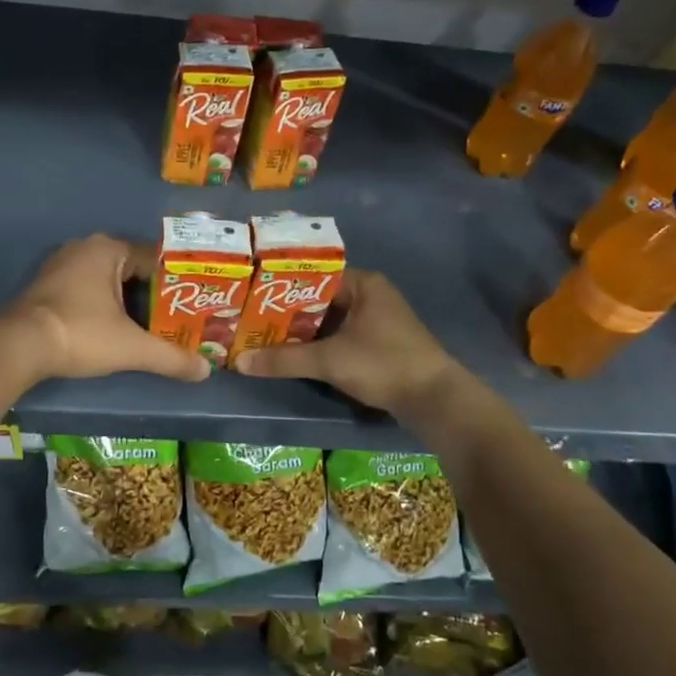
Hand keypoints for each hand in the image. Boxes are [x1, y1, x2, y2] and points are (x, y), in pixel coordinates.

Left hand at [4, 234, 209, 383]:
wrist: (19, 347)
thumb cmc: (81, 334)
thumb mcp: (131, 348)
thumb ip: (170, 357)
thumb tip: (205, 371)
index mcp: (108, 249)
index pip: (155, 258)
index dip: (176, 281)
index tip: (194, 302)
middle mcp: (85, 247)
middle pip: (132, 268)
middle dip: (152, 293)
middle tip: (176, 316)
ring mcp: (61, 264)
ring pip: (108, 279)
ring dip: (127, 299)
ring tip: (151, 324)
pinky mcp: (47, 285)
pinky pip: (87, 287)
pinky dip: (103, 303)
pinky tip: (114, 326)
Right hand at [234, 270, 459, 413]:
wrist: (435, 400)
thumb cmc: (383, 364)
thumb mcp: (330, 360)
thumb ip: (284, 359)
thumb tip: (239, 362)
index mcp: (363, 284)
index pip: (314, 276)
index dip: (282, 287)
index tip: (253, 297)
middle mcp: (371, 295)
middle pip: (320, 299)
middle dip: (288, 312)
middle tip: (252, 320)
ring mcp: (378, 320)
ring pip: (330, 320)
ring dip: (303, 331)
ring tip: (265, 337)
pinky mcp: (380, 344)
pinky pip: (341, 336)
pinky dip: (320, 344)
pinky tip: (295, 355)